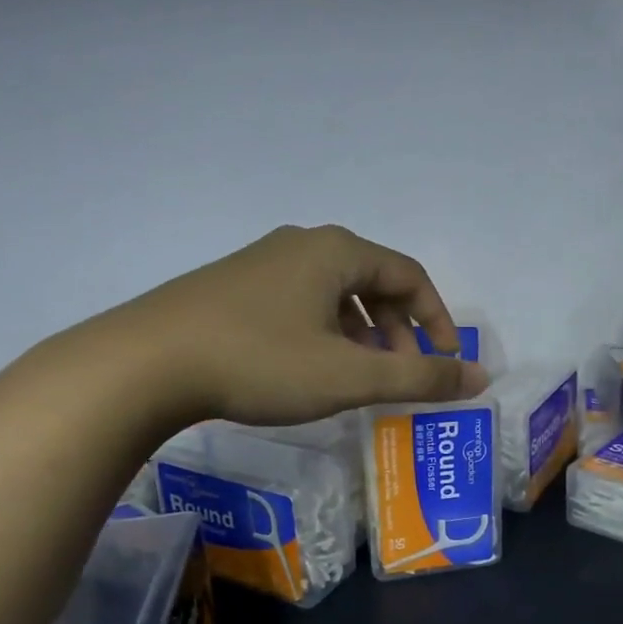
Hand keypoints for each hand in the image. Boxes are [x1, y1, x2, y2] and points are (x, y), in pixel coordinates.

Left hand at [70, 224, 488, 427]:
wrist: (143, 364)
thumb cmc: (261, 361)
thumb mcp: (351, 375)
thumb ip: (420, 378)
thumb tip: (480, 378)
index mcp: (337, 252)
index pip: (411, 276)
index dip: (438, 319)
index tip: (446, 362)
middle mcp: (303, 245)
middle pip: (374, 281)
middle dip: (399, 329)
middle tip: (403, 372)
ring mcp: (262, 263)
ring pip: (335, 293)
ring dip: (362, 332)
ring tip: (361, 374)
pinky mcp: (232, 286)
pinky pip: (300, 302)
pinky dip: (325, 332)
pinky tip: (310, 368)